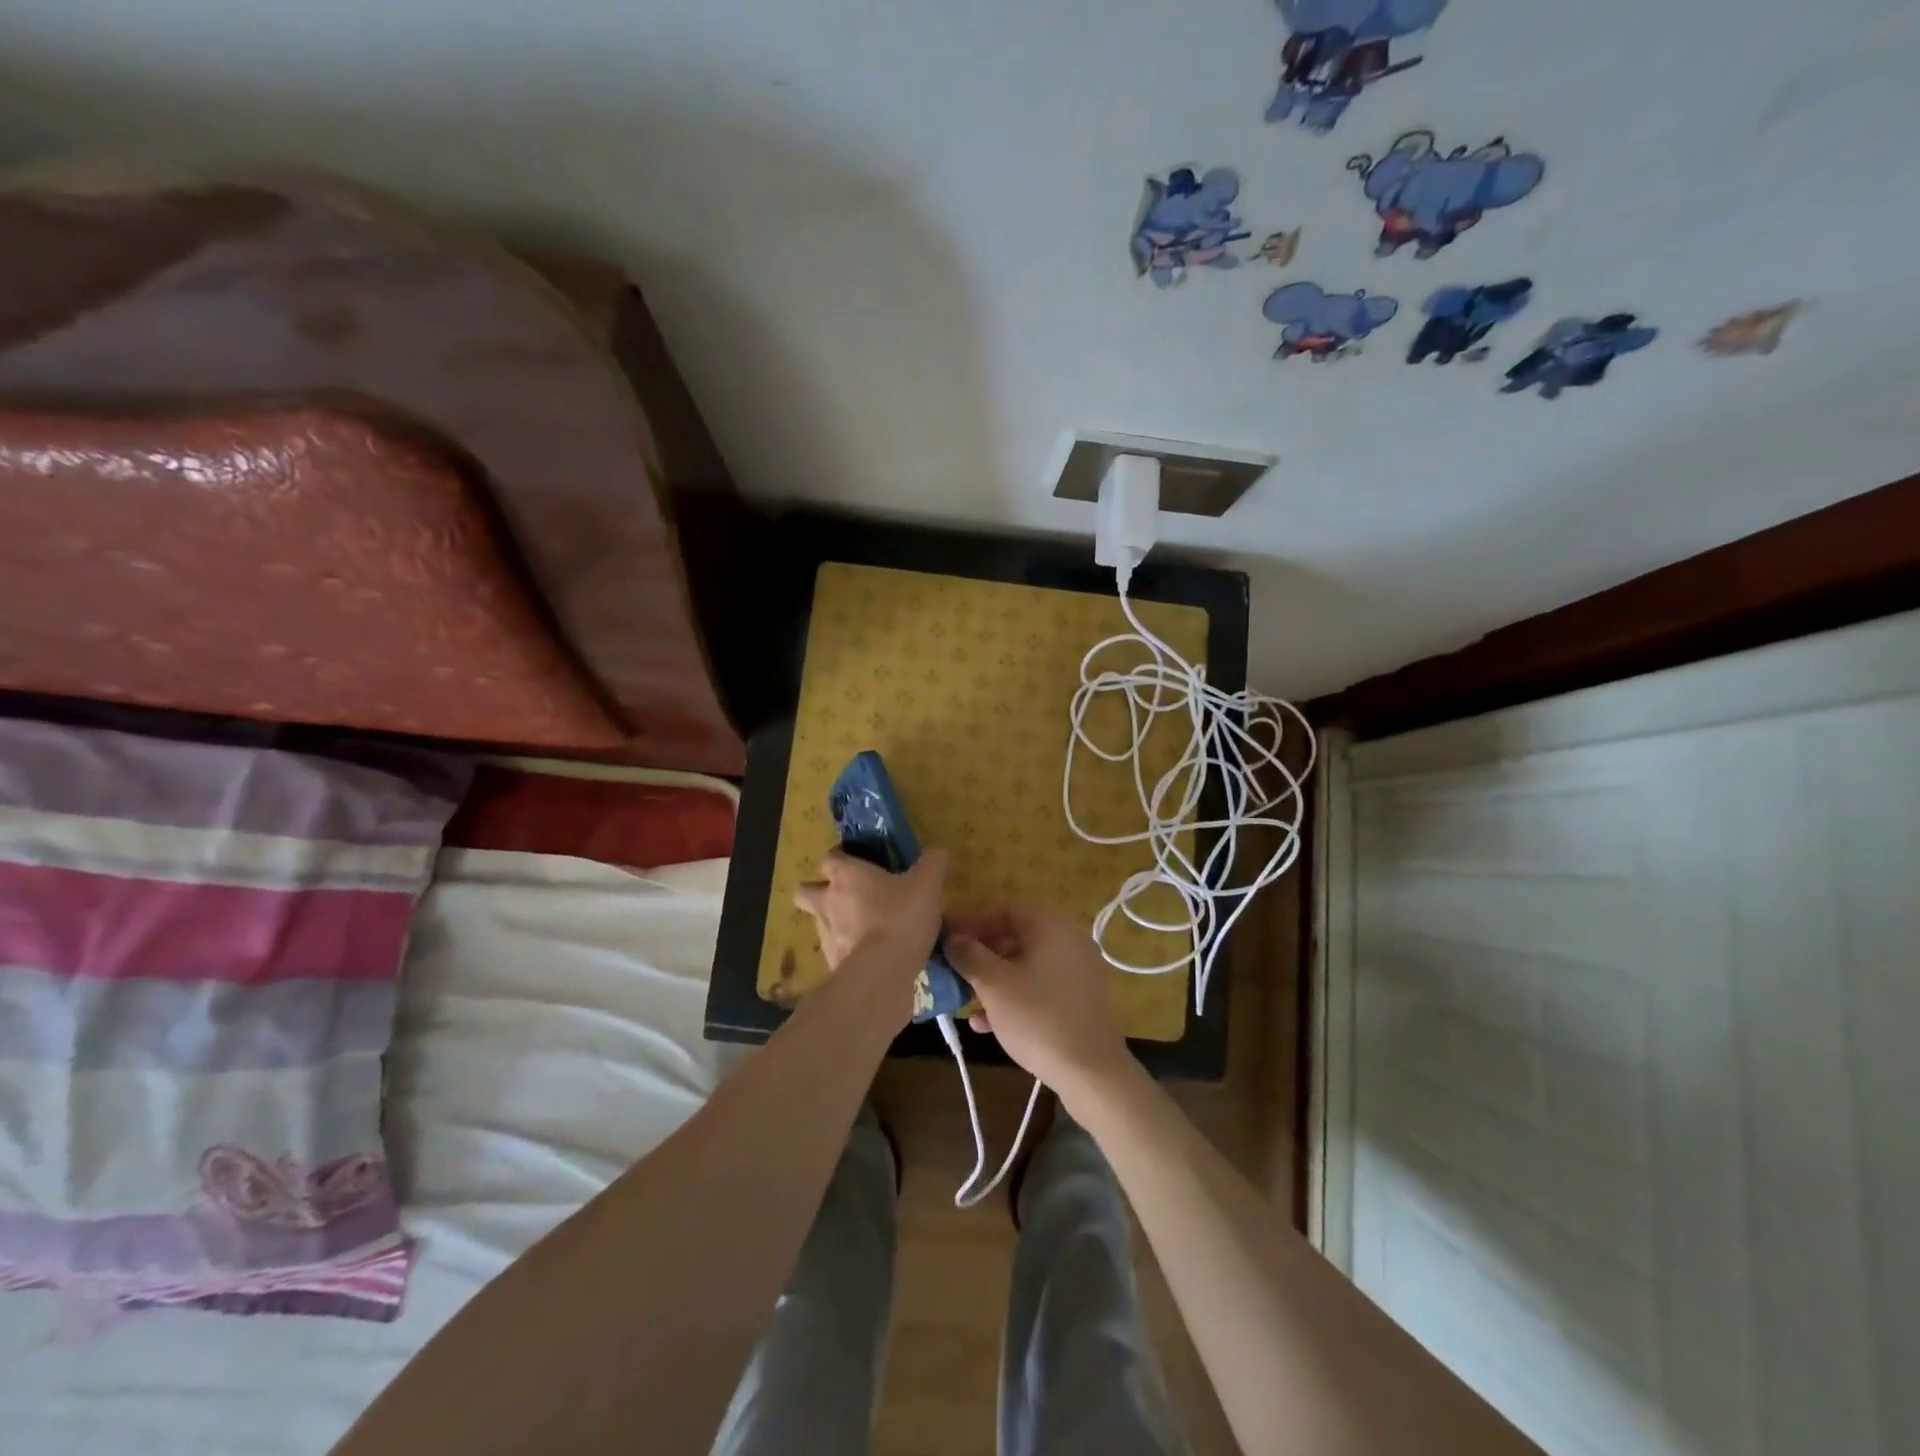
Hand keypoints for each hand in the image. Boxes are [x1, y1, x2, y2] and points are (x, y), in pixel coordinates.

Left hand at [795, 847, 947, 975]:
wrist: (883, 974)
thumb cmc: (901, 917)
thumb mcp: (927, 884)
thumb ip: (933, 863)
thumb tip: (938, 852)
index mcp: (846, 875)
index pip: (830, 857)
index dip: (841, 857)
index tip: (856, 861)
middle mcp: (827, 901)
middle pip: (805, 891)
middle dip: (819, 891)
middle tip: (846, 895)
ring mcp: (825, 935)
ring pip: (819, 922)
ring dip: (834, 922)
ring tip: (863, 929)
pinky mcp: (831, 964)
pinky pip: (834, 951)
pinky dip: (847, 951)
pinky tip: (870, 956)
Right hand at [945, 905, 1132, 1102]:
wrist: (1092, 1072)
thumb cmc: (1038, 1019)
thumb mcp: (994, 985)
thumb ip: (969, 955)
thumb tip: (952, 938)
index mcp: (1050, 926)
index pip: (1004, 908)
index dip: (972, 922)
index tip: (947, 940)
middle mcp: (1068, 939)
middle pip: (1015, 935)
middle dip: (980, 953)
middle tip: (954, 970)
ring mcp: (1077, 970)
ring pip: (1025, 963)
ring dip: (993, 978)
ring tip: (965, 1000)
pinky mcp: (1079, 999)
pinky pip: (1039, 986)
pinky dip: (1013, 996)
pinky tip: (986, 1023)